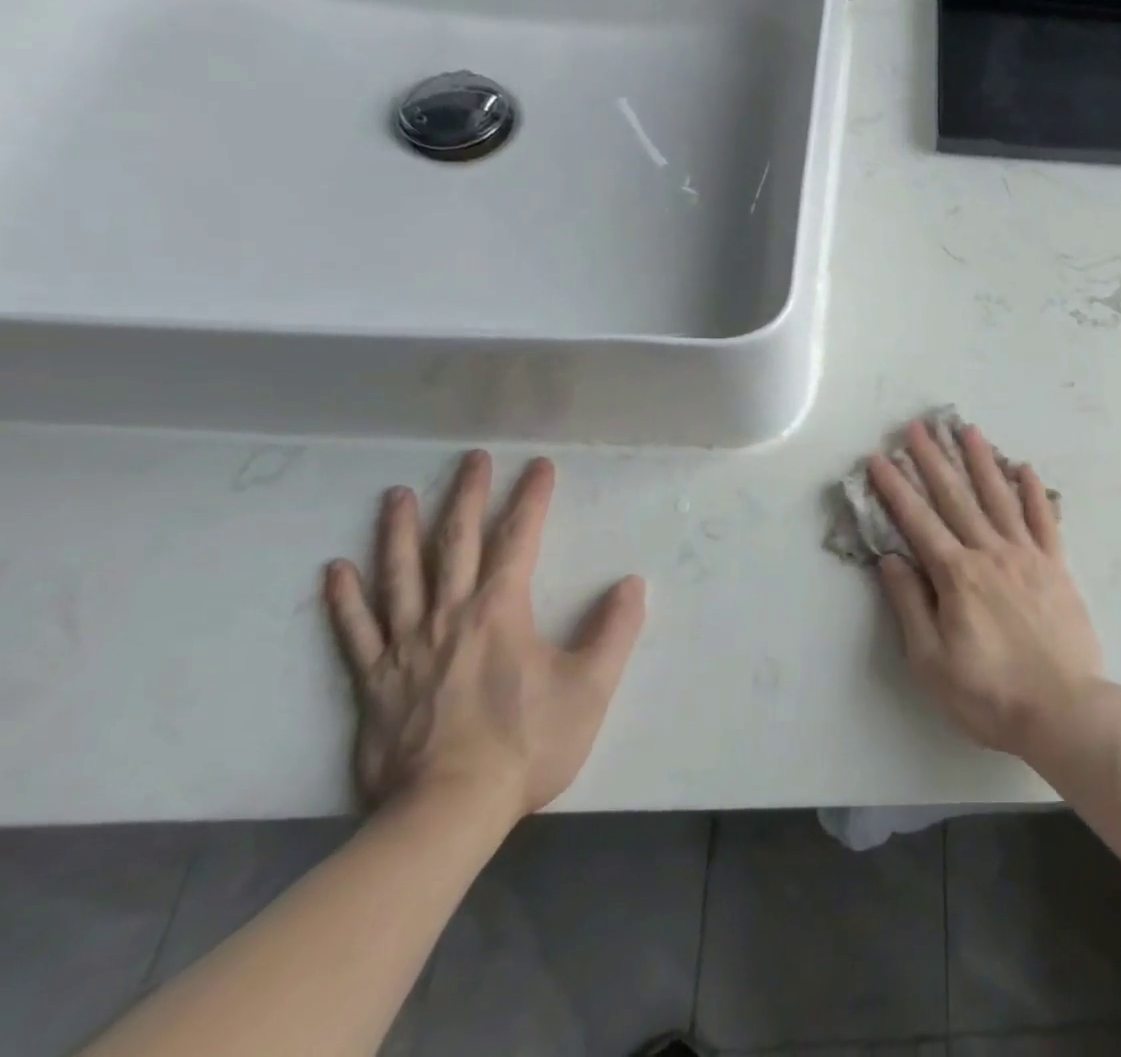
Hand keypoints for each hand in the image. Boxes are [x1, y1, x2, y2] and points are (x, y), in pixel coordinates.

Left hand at [323, 450, 647, 821]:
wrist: (445, 814)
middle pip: (457, 544)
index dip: (531, 499)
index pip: (520, 540)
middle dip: (467, 496)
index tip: (539, 466)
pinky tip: (336, 570)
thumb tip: (632, 584)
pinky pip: (356, 632)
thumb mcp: (591, 688)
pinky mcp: (375, 682)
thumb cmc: (526, 745)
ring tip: (397, 494)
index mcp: (501, 612)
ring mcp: (406, 648)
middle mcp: (450, 616)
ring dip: (399, 532)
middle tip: (470, 459)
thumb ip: (615, 631)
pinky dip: (345, 599)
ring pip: (400, 577)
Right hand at [867, 421, 1105, 758]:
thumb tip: (891, 559)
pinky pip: (1043, 519)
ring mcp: (1027, 555)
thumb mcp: (932, 662)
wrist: (1064, 709)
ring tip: (967, 429)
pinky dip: (1033, 491)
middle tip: (918, 426)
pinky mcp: (1057, 565)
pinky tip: (1024, 467)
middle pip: (956, 497)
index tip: (880, 458)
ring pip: (999, 497)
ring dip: (981, 461)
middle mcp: (990, 552)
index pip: (918, 521)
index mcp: (957, 576)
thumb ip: (911, 605)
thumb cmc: (990, 694)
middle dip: (933, 459)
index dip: (896, 488)